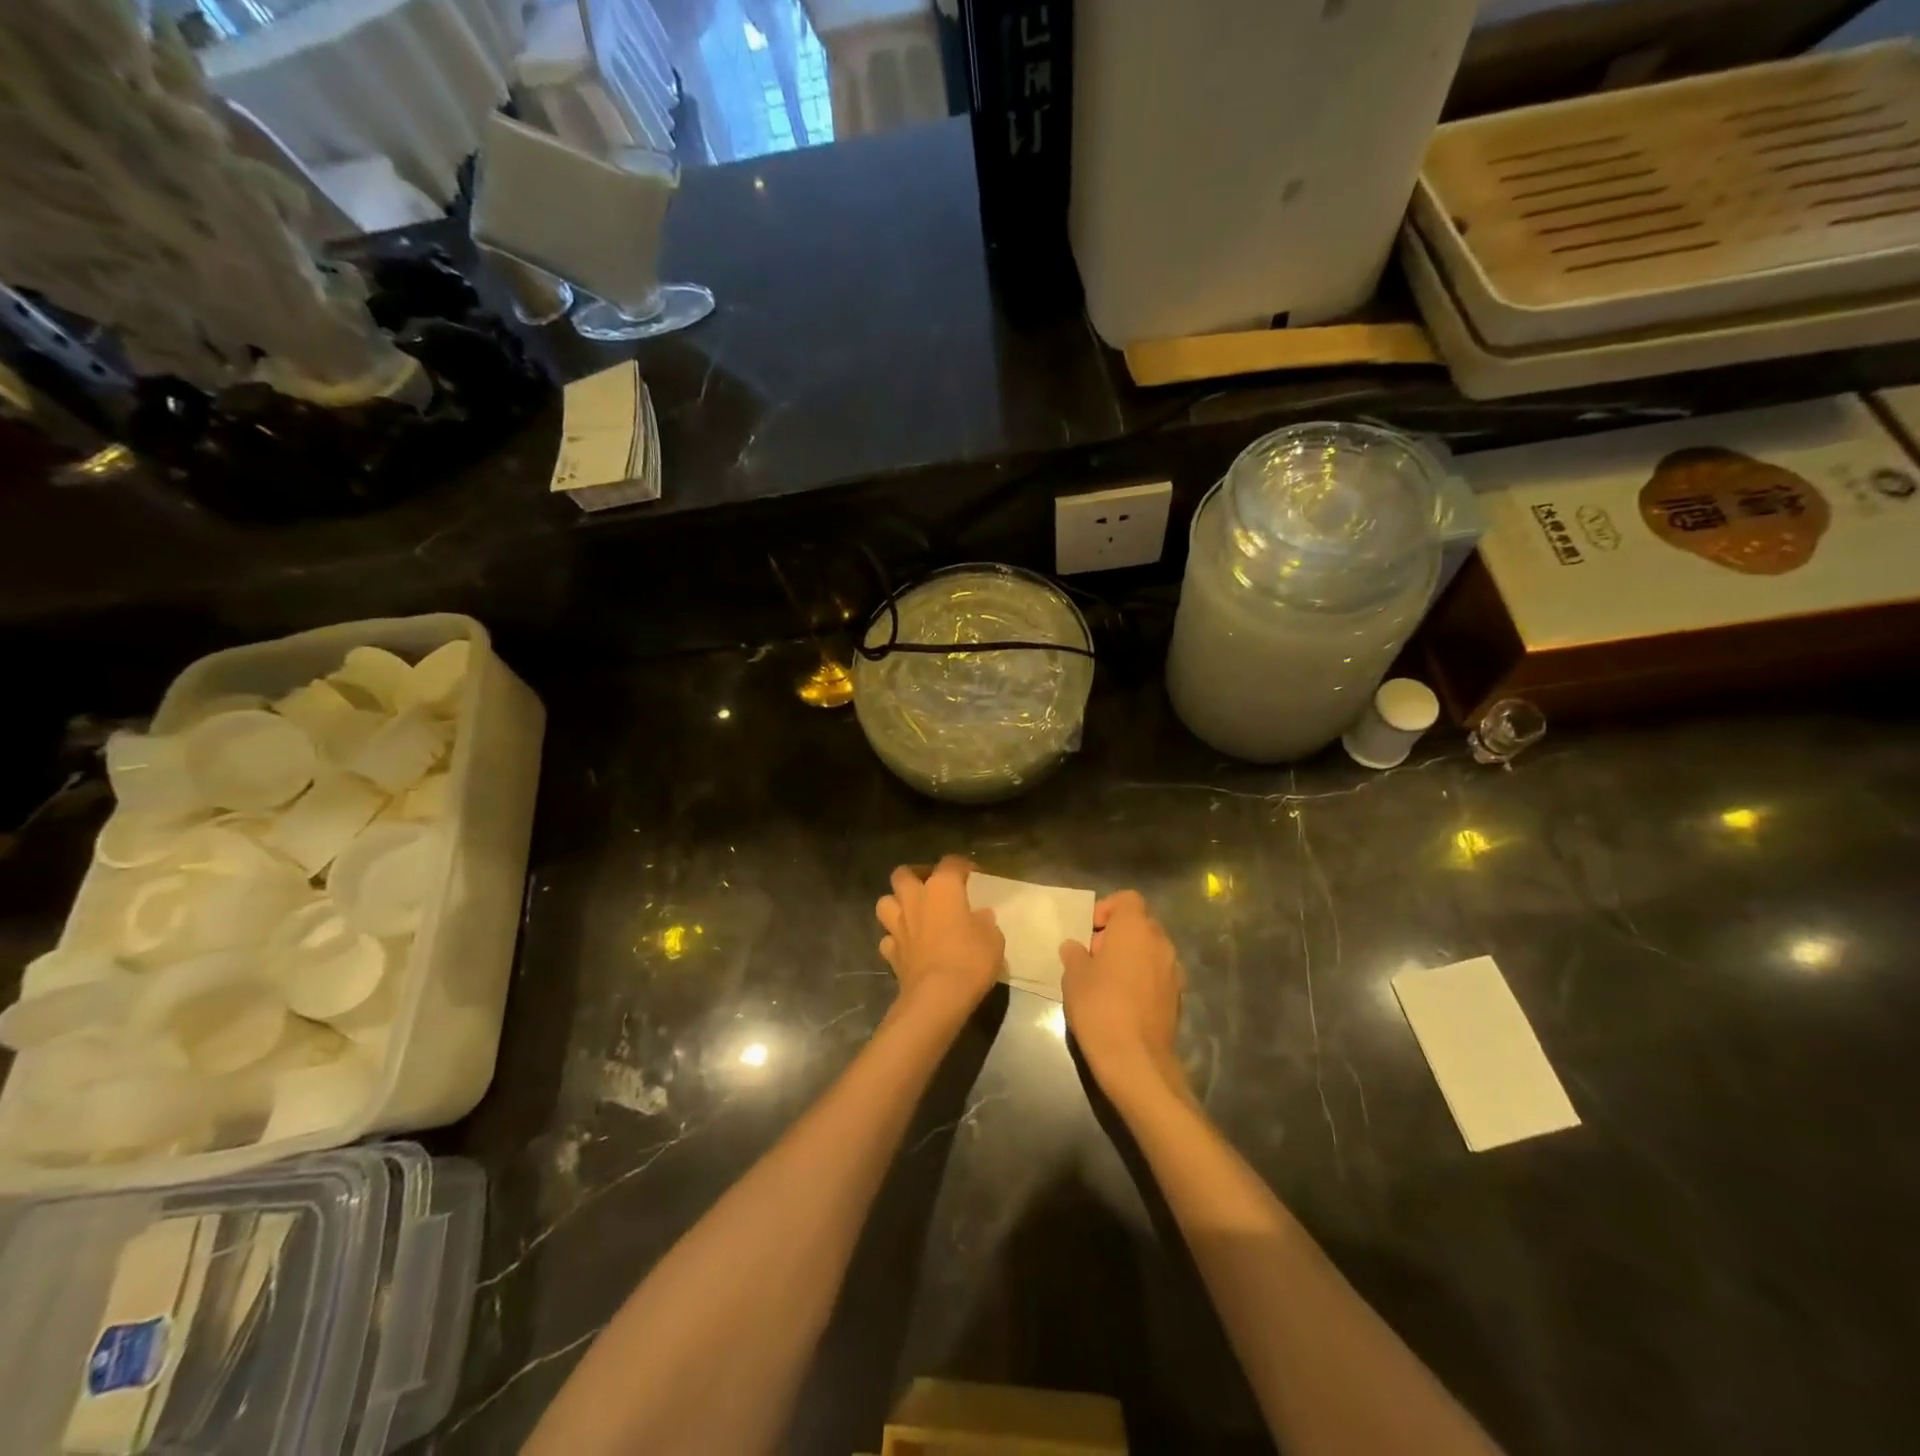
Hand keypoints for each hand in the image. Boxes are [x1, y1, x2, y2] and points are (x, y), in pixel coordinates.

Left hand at [876, 857, 1004, 1021]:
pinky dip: (895, 939)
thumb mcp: (993, 938)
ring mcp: (898, 926)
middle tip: (931, 886)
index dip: (962, 866)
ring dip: (896, 904)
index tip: (973, 875)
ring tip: (912, 912)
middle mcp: (915, 900)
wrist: (938, 996)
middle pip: (903, 873)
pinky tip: (907, 945)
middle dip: (915, 875)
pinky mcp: (890, 953)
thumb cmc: (970, 959)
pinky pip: (887, 938)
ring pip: (885, 902)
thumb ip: (984, 922)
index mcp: (942, 888)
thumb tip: (979, 916)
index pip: (950, 863)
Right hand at [1060, 891, 1186, 1098]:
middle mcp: (1160, 943)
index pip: (1127, 899)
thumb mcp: (1074, 976)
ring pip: (1150, 950)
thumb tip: (1075, 947)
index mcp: (1136, 928)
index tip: (1089, 931)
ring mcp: (1174, 971)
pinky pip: (1157, 975)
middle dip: (1116, 934)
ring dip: (1130, 957)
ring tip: (1106, 981)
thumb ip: (1074, 954)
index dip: (1107, 908)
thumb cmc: (1100, 1007)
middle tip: (1092, 957)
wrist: (1136, 1060)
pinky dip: (1142, 979)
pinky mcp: (1178, 998)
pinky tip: (1122, 1002)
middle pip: (1140, 924)